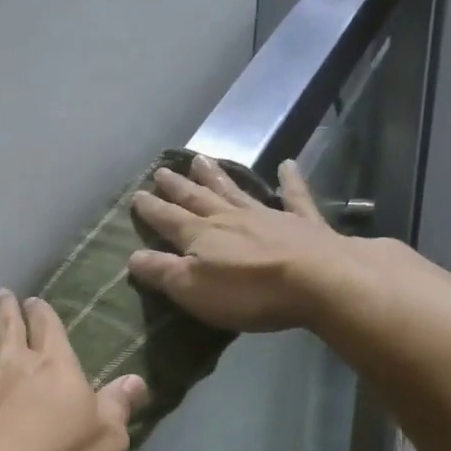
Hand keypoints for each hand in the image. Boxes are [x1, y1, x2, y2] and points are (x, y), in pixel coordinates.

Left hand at [0, 291, 147, 450]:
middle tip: (1, 293)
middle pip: (8, 327)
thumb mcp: (106, 442)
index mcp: (55, 367)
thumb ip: (118, 408)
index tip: (35, 300)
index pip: (48, 328)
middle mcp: (14, 365)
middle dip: (6, 309)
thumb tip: (135, 381)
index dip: (42, 313)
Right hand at [128, 157, 347, 331]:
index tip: (136, 195)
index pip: (169, 220)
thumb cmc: (248, 291)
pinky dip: (290, 181)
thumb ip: (162, 271)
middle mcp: (230, 218)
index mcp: (201, 236)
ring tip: (201, 159)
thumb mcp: (193, 289)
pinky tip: (288, 165)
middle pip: (198, 199)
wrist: (318, 280)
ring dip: (217, 177)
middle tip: (162, 169)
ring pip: (235, 191)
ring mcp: (268, 216)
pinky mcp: (303, 223)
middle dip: (178, 187)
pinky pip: (294, 196)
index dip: (151, 210)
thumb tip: (132, 256)